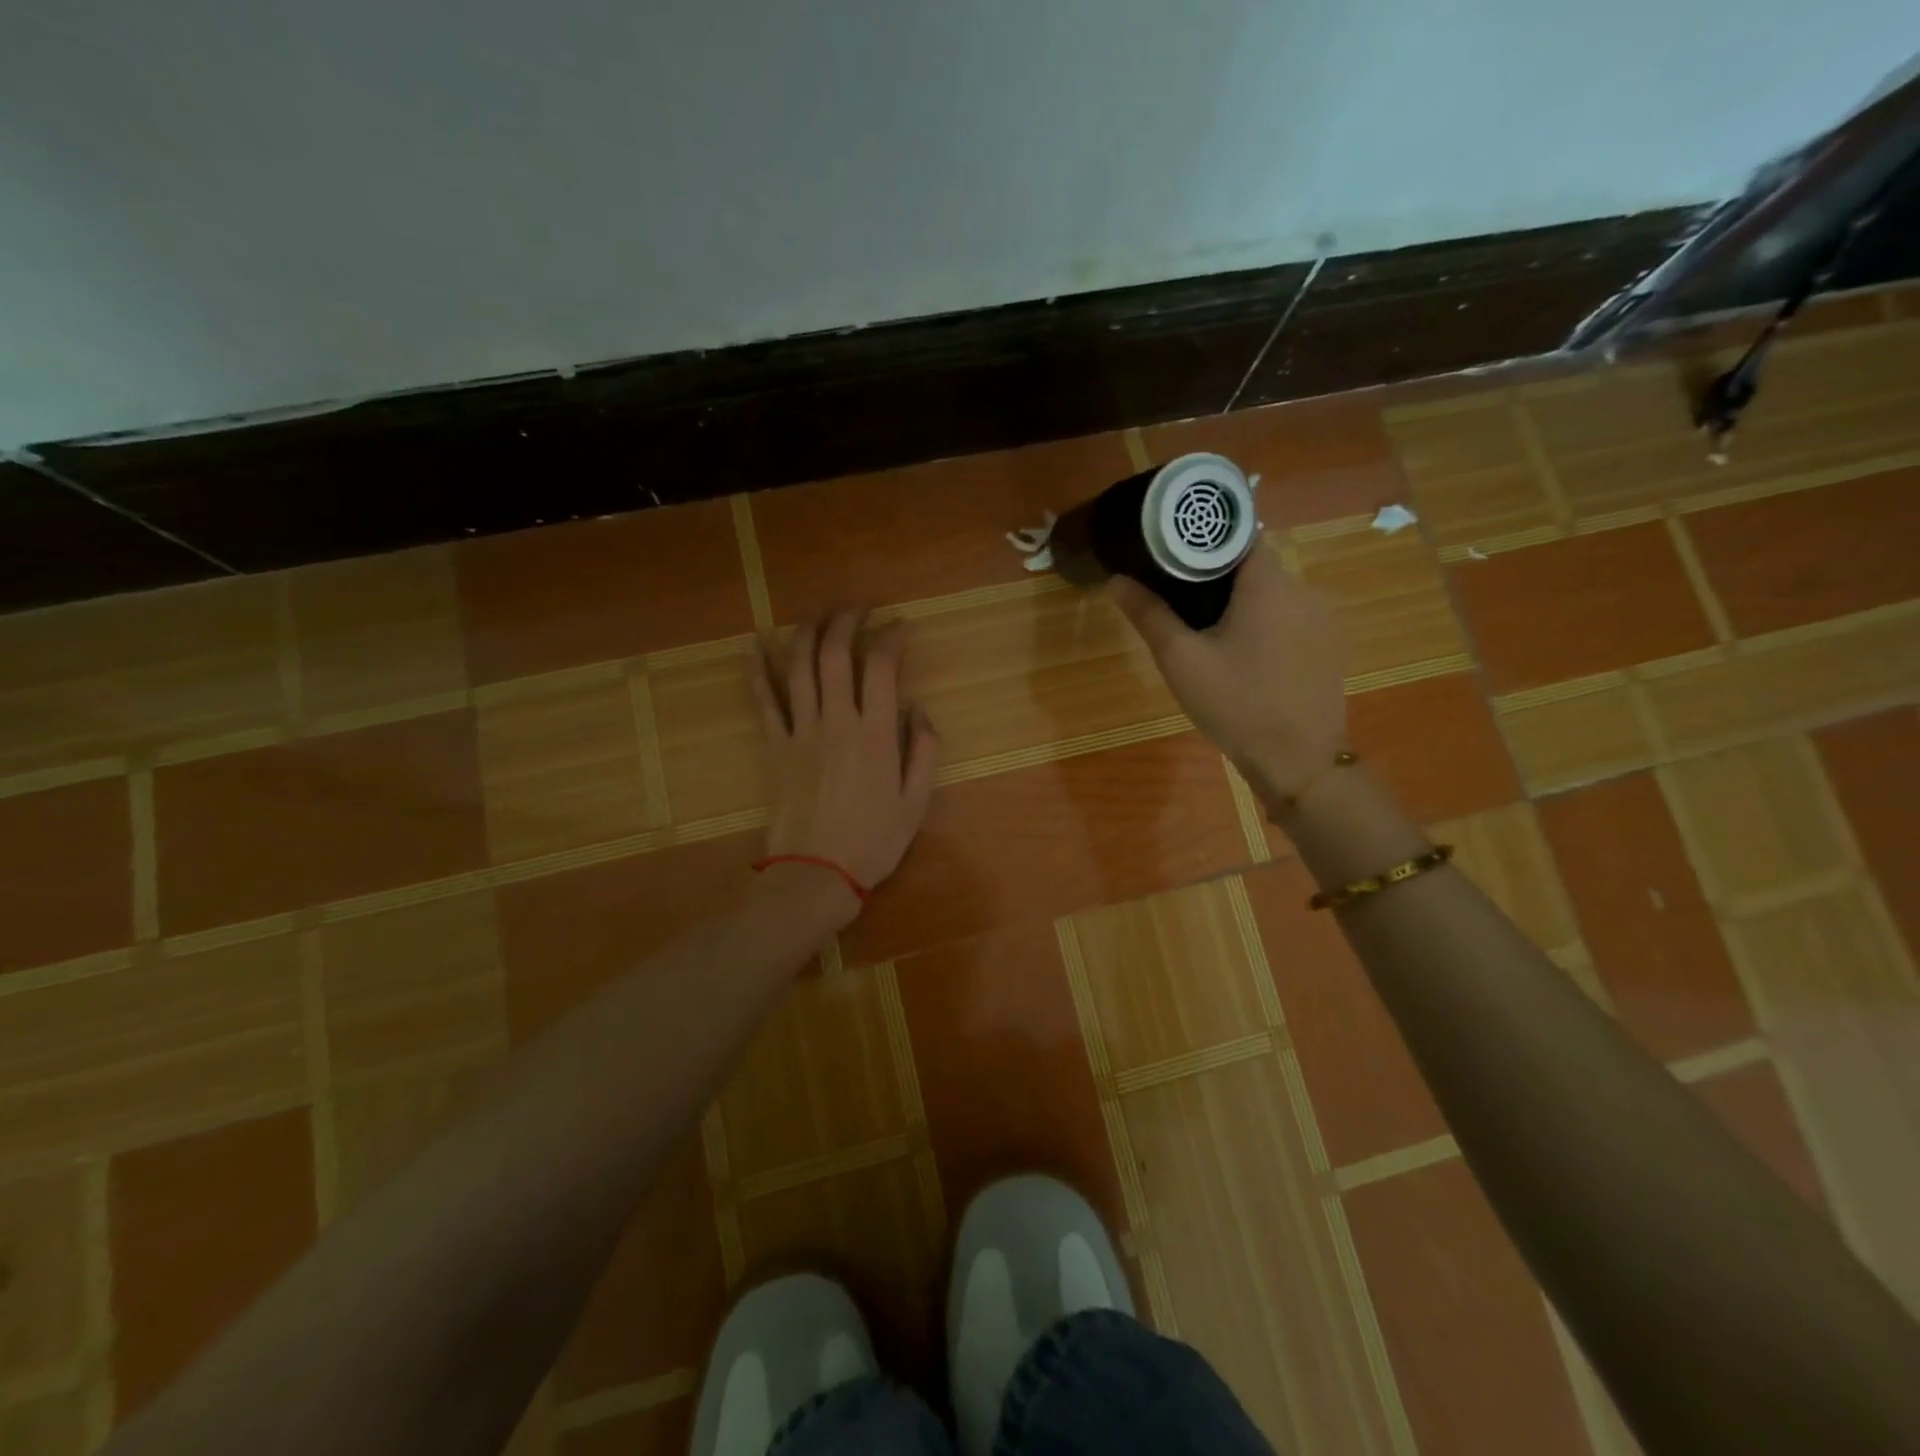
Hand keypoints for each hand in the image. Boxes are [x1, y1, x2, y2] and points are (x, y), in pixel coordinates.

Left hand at [752, 612, 941, 906]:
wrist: (816, 873)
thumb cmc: (873, 841)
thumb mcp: (916, 802)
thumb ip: (924, 751)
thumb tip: (918, 709)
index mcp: (875, 734)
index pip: (880, 667)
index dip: (889, 637)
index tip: (897, 625)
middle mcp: (837, 722)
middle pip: (835, 655)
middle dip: (846, 622)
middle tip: (856, 607)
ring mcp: (801, 732)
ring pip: (799, 668)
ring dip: (807, 633)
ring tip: (816, 613)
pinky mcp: (775, 747)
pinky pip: (764, 701)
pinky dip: (758, 671)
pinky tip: (754, 645)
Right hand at [1110, 542, 1347, 804]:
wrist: (1299, 762)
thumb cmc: (1236, 704)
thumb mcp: (1181, 660)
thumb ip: (1150, 614)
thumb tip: (1117, 580)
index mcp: (1269, 583)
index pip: (1238, 535)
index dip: (1205, 541)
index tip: (1174, 556)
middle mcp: (1304, 589)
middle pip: (1255, 566)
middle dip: (1219, 579)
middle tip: (1181, 603)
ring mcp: (1324, 619)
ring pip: (1273, 595)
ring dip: (1244, 605)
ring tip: (1210, 634)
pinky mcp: (1331, 646)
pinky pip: (1291, 619)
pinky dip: (1266, 626)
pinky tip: (1246, 659)